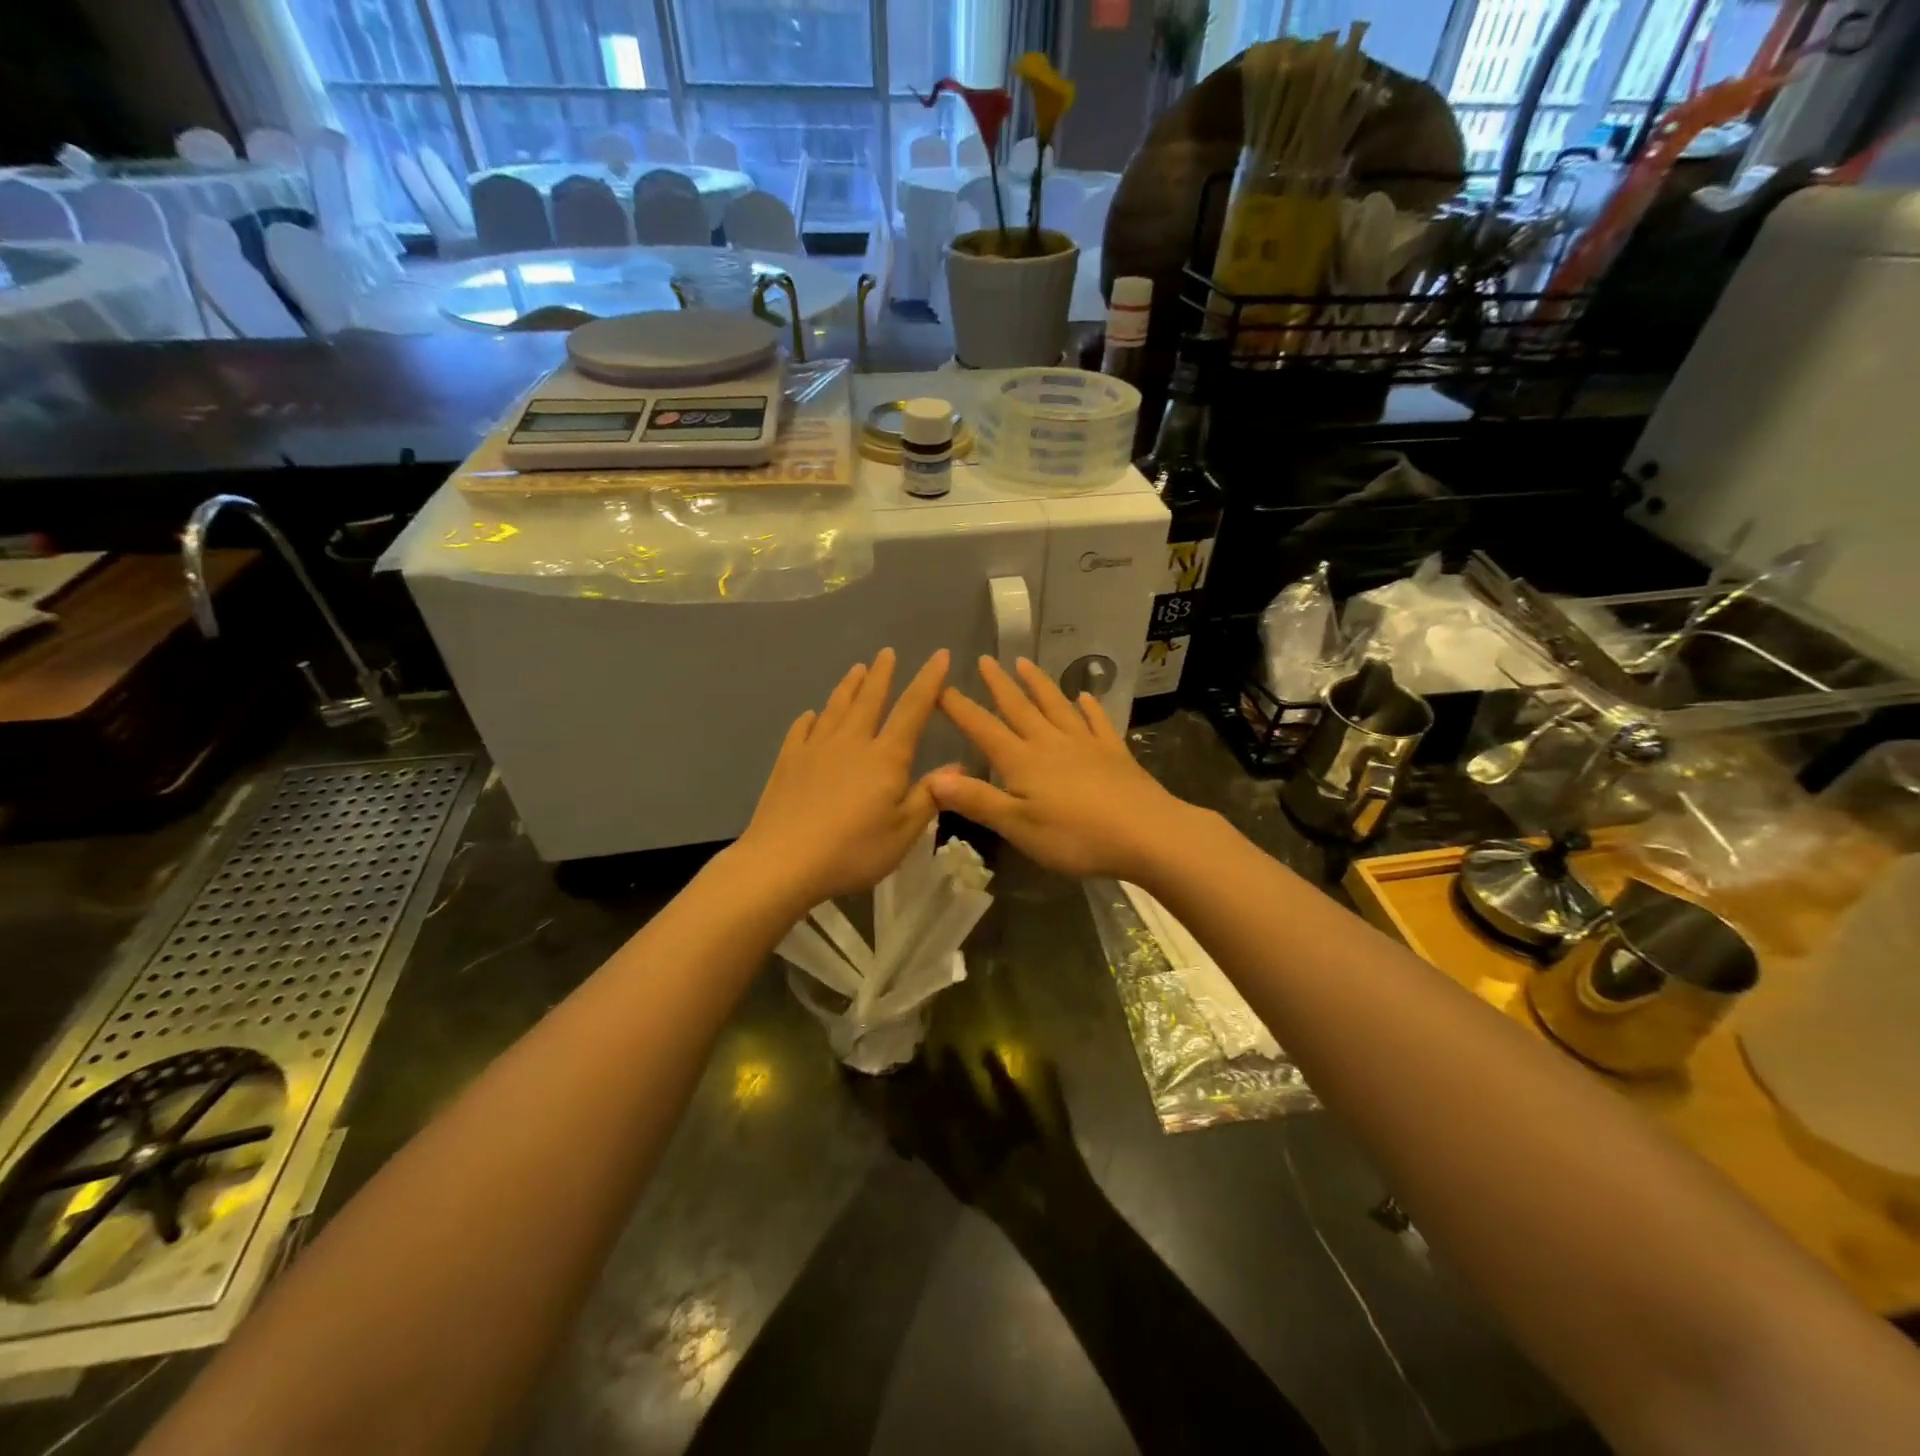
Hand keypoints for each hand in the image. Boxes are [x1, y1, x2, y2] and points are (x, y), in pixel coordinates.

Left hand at [734, 648, 949, 910]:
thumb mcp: (903, 832)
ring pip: (835, 708)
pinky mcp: (787, 762)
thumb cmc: (853, 850)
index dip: (929, 681)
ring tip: (857, 670)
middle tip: (887, 652)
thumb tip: (957, 765)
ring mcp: (815, 749)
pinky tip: (811, 715)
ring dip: (848, 687)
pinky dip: (810, 719)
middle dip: (882, 674)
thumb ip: (929, 795)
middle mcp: (851, 742)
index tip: (939, 655)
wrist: (783, 861)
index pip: (912, 709)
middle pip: (869, 699)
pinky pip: (801, 730)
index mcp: (885, 757)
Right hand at [930, 657, 1204, 882]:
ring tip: (1024, 663)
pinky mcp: (1114, 753)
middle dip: (998, 685)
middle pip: (1019, 708)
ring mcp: (1086, 744)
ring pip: (1056, 706)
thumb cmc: (1075, 836)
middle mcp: (1050, 743)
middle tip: (984, 660)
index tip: (939, 686)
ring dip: (1038, 684)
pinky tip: (1085, 697)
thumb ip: (977, 800)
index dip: (959, 708)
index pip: (983, 729)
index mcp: (1022, 761)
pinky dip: (1089, 708)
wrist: (1147, 834)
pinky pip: (1097, 723)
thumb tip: (934, 777)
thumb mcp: (1017, 826)